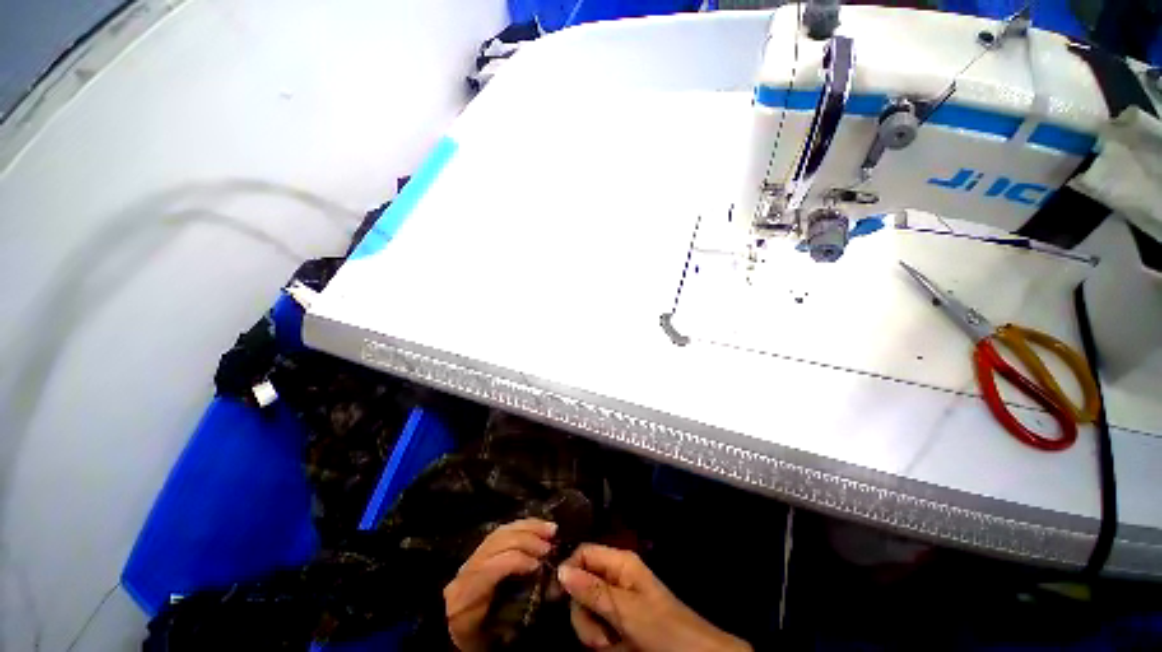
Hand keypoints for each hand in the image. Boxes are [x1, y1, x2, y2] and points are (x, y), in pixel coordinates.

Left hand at [444, 518, 556, 651]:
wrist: (447, 629)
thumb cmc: (470, 636)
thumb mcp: (489, 634)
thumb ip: (513, 615)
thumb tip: (543, 594)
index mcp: (466, 593)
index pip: (493, 565)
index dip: (518, 560)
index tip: (539, 565)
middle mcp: (468, 567)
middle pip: (498, 541)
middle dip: (527, 538)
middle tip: (549, 545)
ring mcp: (472, 556)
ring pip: (501, 532)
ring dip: (528, 527)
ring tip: (549, 529)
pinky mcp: (479, 551)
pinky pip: (501, 531)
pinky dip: (522, 526)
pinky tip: (536, 526)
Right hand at [558, 544, 751, 651]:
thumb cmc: (661, 628)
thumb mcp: (625, 610)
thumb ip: (592, 591)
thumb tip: (560, 569)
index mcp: (619, 562)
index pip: (583, 553)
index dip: (568, 570)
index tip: (556, 596)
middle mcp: (614, 576)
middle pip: (580, 585)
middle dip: (584, 614)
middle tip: (599, 636)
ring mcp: (616, 599)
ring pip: (586, 610)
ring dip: (592, 632)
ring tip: (610, 645)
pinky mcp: (618, 620)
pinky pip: (597, 627)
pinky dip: (600, 641)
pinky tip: (616, 648)